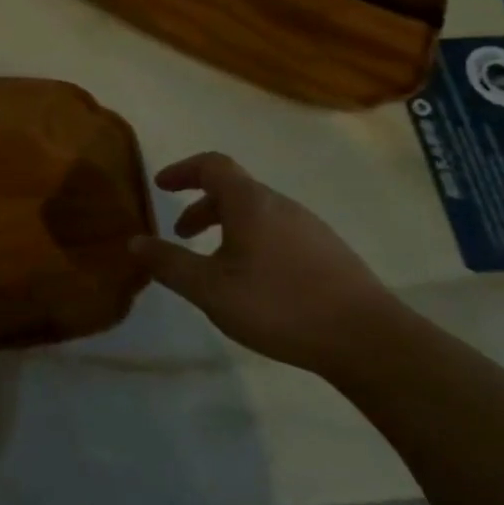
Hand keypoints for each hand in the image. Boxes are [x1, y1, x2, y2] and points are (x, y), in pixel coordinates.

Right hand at [130, 152, 399, 373]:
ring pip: (257, 214)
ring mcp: (310, 228)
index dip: (183, 170)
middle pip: (235, 190)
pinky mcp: (329, 253)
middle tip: (181, 233)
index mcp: (250, 203)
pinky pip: (278, 232)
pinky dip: (252, 241)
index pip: (212, 165)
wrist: (369, 340)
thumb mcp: (211, 289)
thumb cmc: (279, 305)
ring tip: (215, 264)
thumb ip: (169, 264)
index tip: (161, 185)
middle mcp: (281, 205)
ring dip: (227, 227)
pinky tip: (254, 282)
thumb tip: (135, 242)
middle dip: (201, 207)